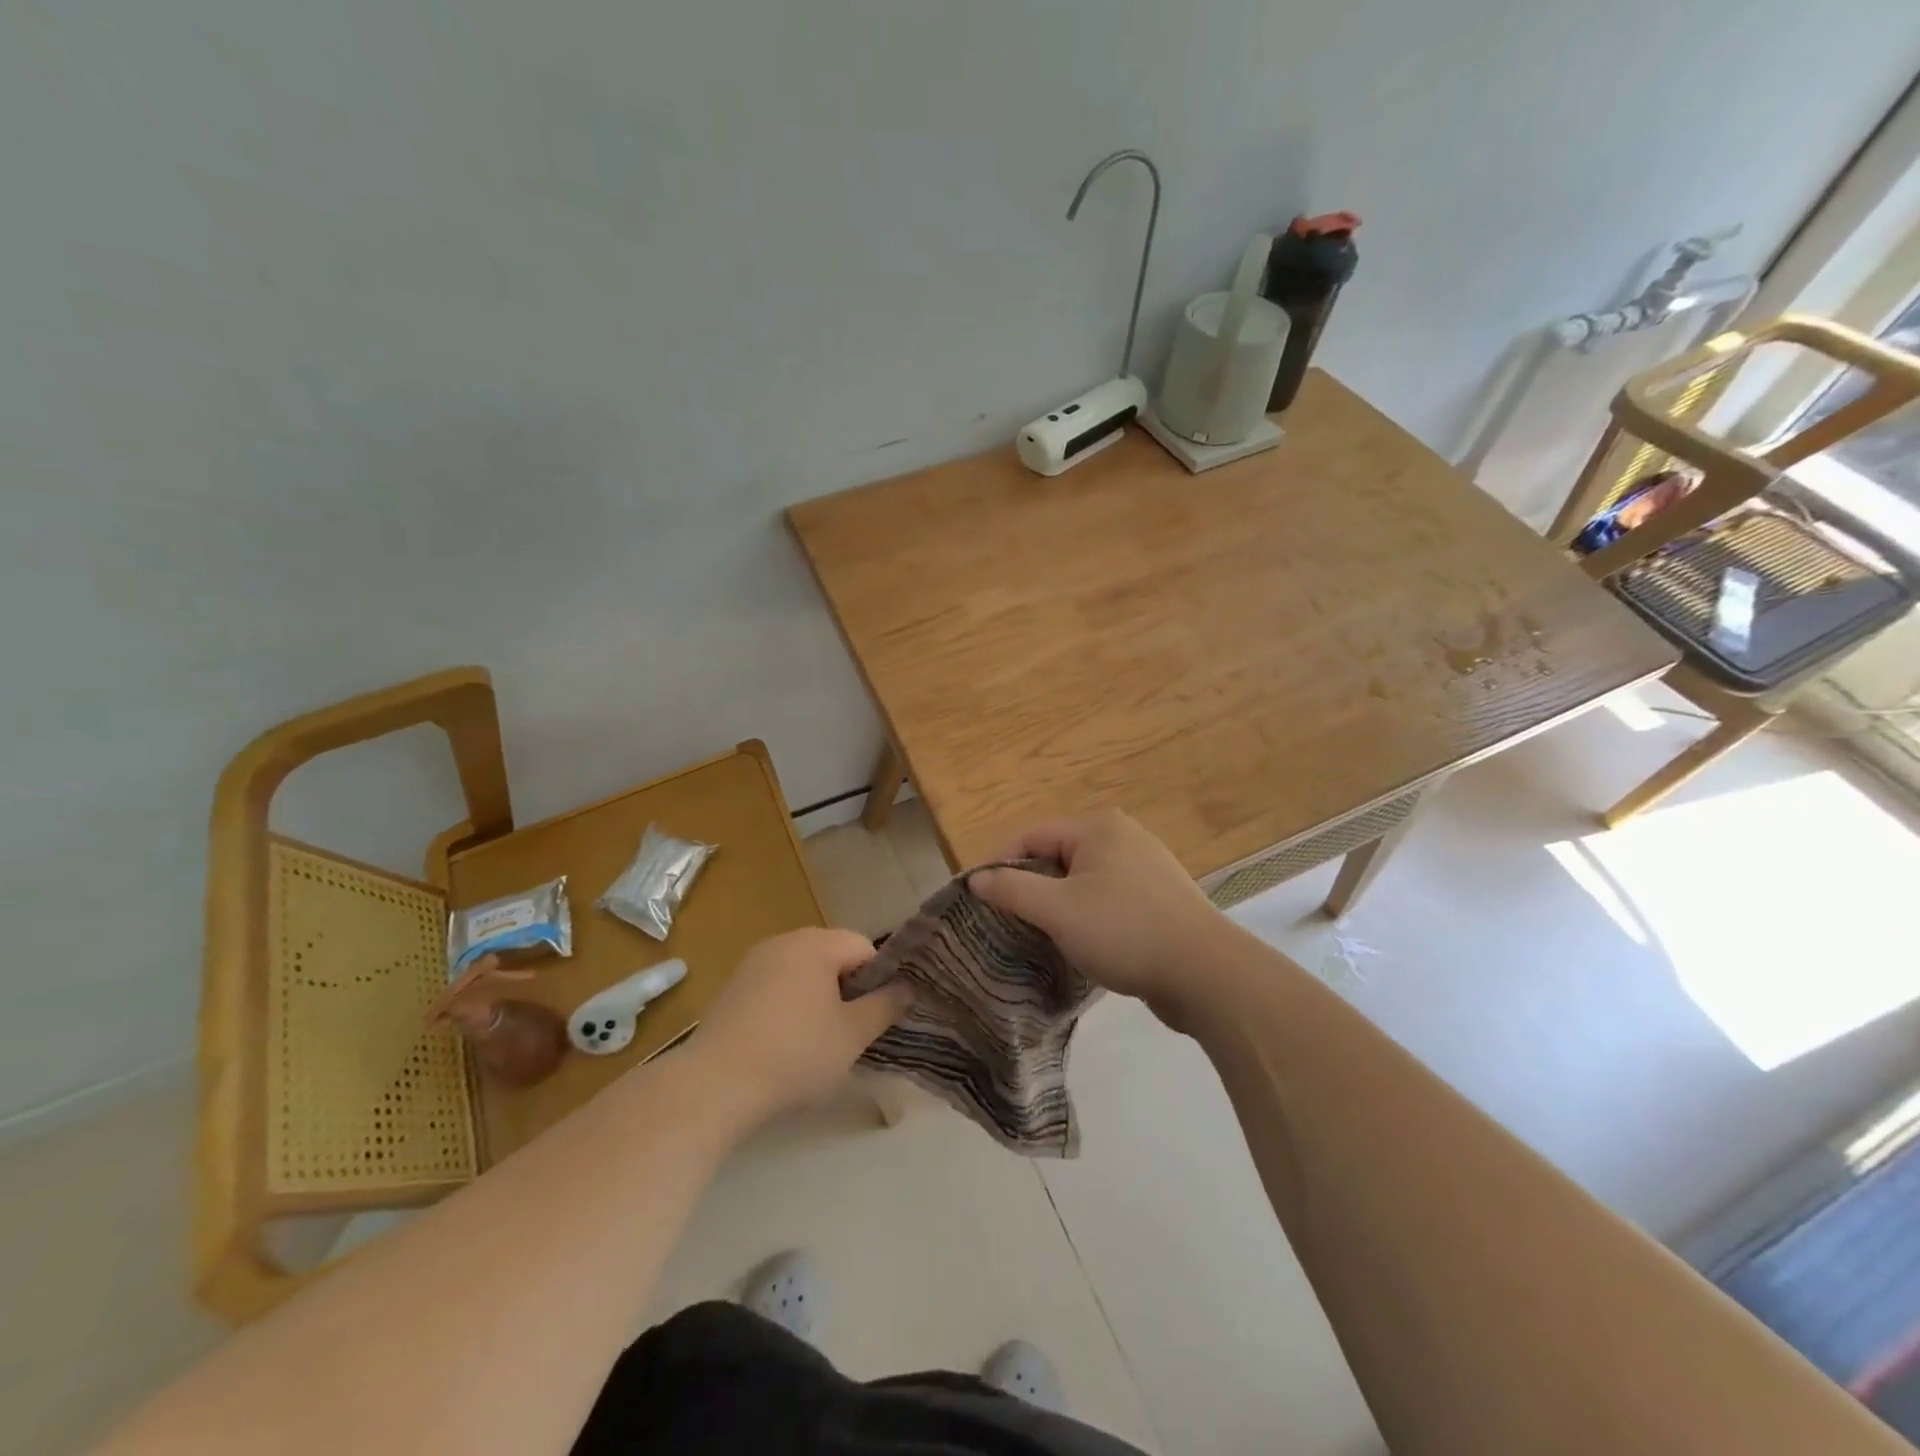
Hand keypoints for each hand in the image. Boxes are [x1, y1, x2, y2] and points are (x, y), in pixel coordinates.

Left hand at [694, 929, 911, 1119]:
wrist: (715, 1084)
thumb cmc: (795, 1054)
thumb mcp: (853, 1034)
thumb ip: (885, 1006)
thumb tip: (907, 987)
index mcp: (815, 943)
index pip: (864, 947)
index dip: (879, 979)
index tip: (878, 1015)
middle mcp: (783, 941)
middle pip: (832, 956)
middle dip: (848, 988)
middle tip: (852, 1030)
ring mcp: (753, 963)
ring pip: (803, 972)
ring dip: (818, 997)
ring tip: (819, 1040)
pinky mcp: (732, 988)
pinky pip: (775, 986)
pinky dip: (788, 1005)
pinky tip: (784, 1043)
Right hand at [968, 809, 1230, 1030]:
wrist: (1206, 973)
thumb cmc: (1124, 931)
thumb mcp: (1057, 910)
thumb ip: (1012, 889)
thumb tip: (976, 877)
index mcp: (1097, 827)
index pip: (1030, 835)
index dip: (998, 863)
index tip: (976, 897)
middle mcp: (1122, 836)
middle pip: (1057, 855)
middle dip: (1029, 886)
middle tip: (1006, 920)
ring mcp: (1145, 866)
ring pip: (1082, 880)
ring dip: (1057, 904)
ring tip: (1039, 935)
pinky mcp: (1159, 898)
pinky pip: (1107, 898)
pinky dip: (1087, 915)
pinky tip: (1082, 943)